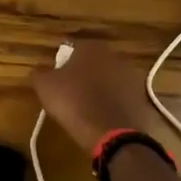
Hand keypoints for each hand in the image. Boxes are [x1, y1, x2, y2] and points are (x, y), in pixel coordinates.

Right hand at [31, 40, 154, 151]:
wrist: (111, 133)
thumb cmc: (74, 102)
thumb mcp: (45, 86)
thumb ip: (40, 72)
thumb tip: (39, 70)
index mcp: (91, 47)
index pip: (72, 48)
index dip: (62, 62)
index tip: (56, 77)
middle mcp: (114, 55)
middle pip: (93, 62)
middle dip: (83, 73)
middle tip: (70, 90)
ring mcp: (132, 76)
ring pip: (109, 78)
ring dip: (100, 87)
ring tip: (87, 106)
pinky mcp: (141, 97)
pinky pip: (121, 96)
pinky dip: (113, 102)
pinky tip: (102, 116)